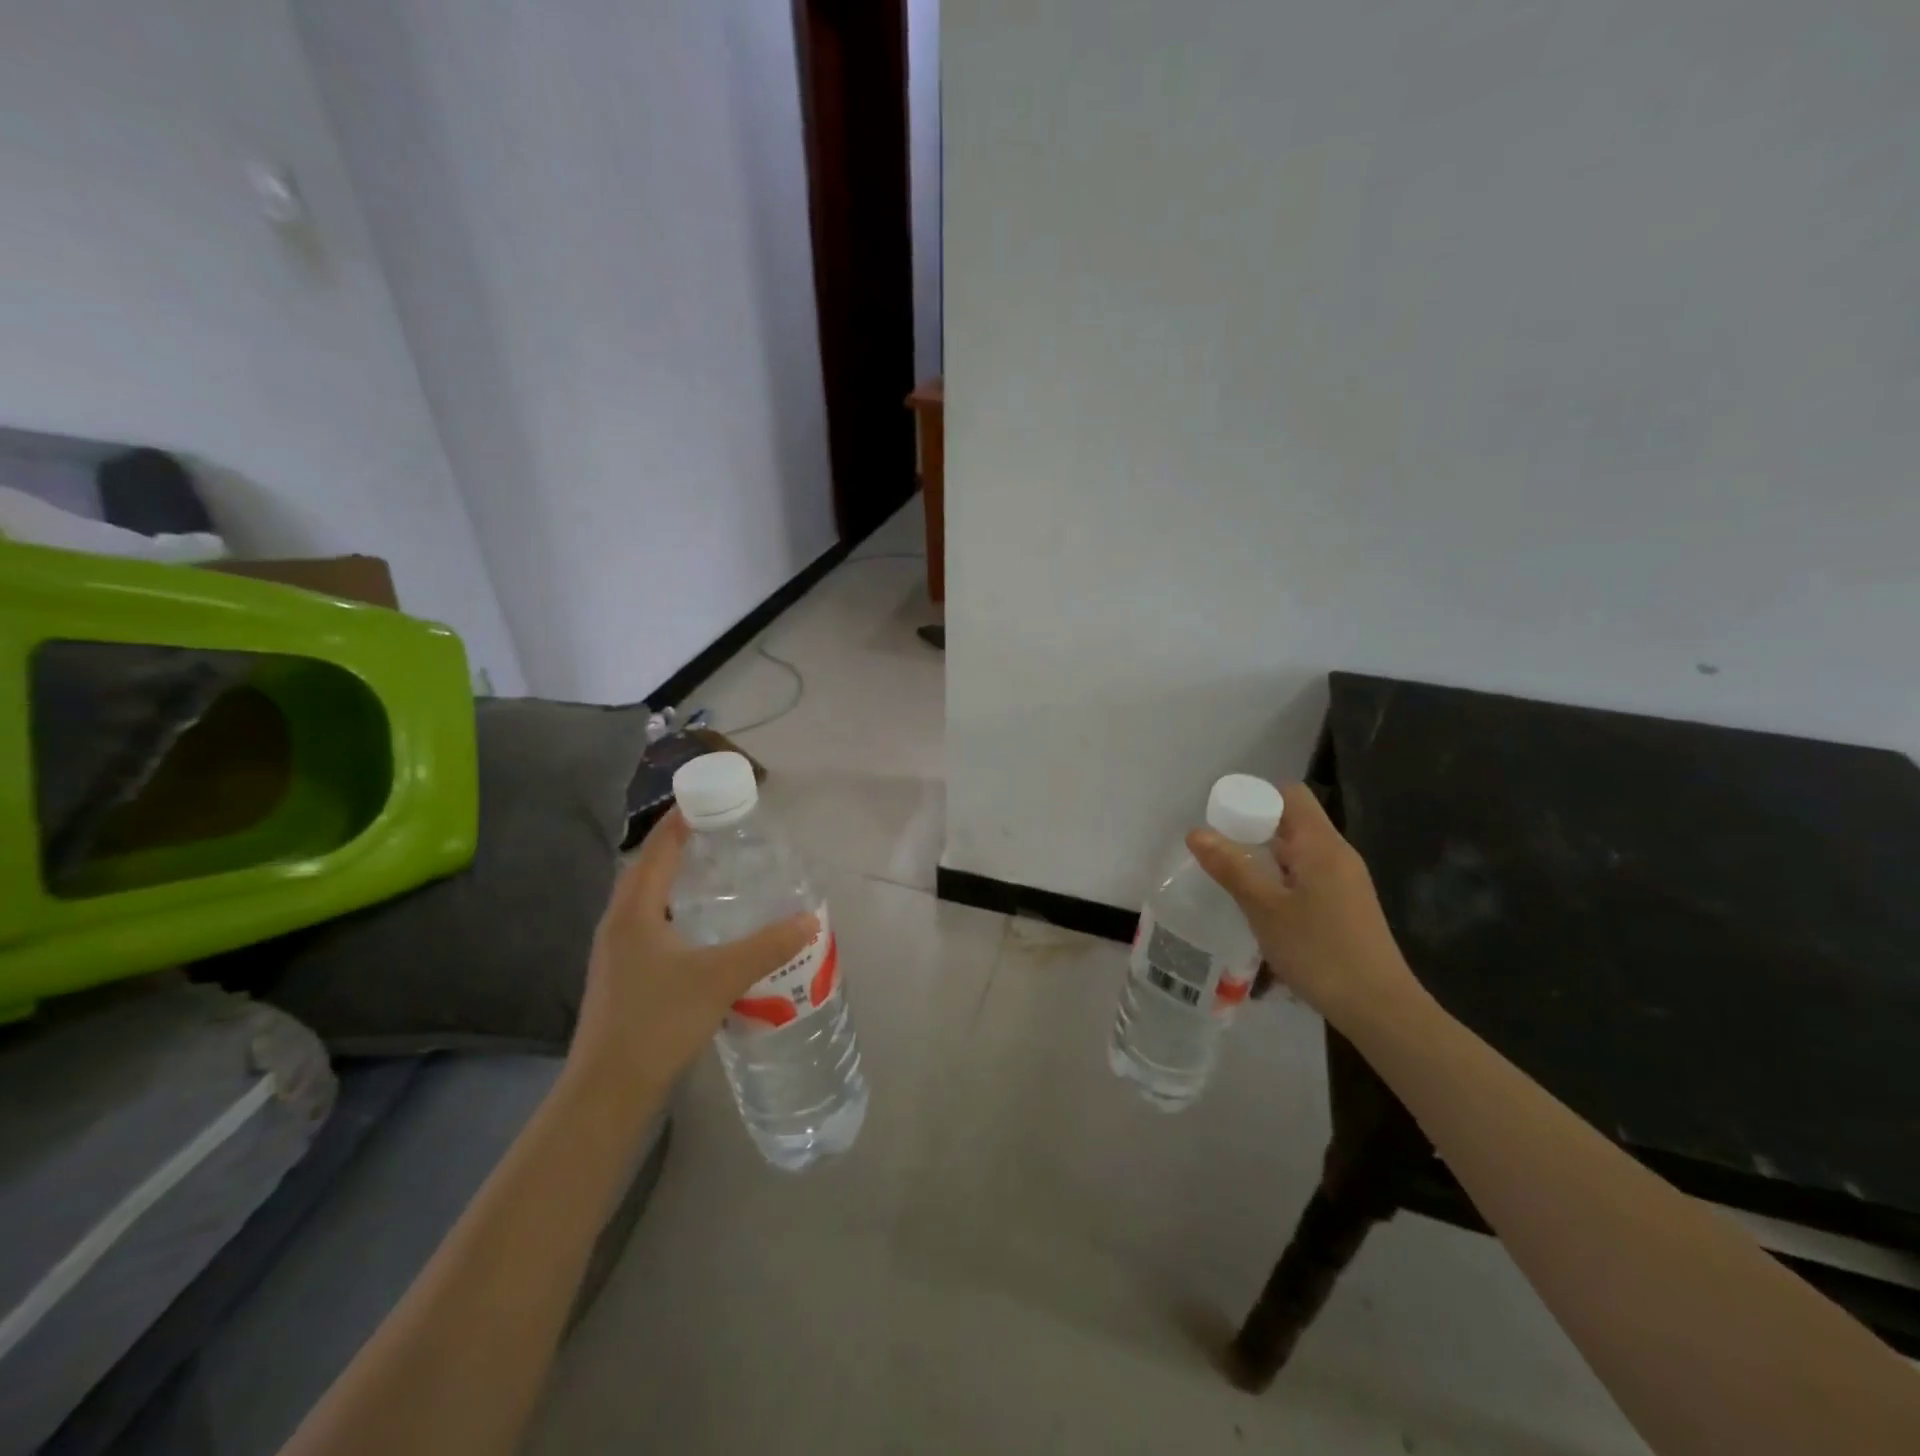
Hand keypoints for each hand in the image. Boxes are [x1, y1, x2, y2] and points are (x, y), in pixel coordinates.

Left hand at [567, 809, 816, 1099]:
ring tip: (717, 876)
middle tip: (722, 835)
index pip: (658, 848)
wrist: (608, 1092)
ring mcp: (616, 953)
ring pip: (647, 901)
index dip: (681, 820)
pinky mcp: (622, 978)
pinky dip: (675, 913)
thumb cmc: (658, 1022)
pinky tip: (703, 931)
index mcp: (634, 911)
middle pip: (648, 870)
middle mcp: (619, 924)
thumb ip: (767, 946)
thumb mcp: (720, 978)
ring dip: (677, 881)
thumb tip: (810, 919)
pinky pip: (650, 927)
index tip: (709, 798)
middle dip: (681, 847)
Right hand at [1187, 783, 1421, 1030]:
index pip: (1290, 795)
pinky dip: (1281, 882)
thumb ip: (1230, 867)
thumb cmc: (1319, 951)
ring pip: (1298, 854)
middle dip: (1253, 831)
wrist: (1379, 1009)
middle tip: (1218, 851)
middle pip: (1293, 823)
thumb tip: (1195, 832)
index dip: (1256, 797)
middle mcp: (1338, 855)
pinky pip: (1307, 878)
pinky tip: (1261, 908)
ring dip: (1265, 860)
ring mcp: (1346, 883)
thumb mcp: (1264, 909)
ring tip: (1232, 880)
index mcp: (1322, 845)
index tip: (1223, 818)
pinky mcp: (1346, 907)